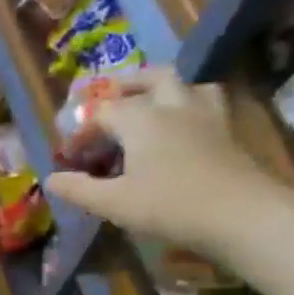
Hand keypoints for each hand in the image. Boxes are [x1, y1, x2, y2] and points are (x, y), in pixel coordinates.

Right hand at [42, 73, 293, 260]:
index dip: (81, 132)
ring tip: (153, 105)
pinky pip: (208, 103)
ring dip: (166, 89)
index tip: (70, 158)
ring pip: (186, 85)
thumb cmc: (169, 206)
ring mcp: (207, 115)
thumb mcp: (113, 203)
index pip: (102, 113)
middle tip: (111, 98)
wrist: (243, 215)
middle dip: (127, 85)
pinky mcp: (230, 131)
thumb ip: (79, 189)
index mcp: (140, 119)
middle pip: (151, 78)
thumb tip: (51, 179)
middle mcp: (173, 106)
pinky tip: (186, 127)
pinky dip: (191, 106)